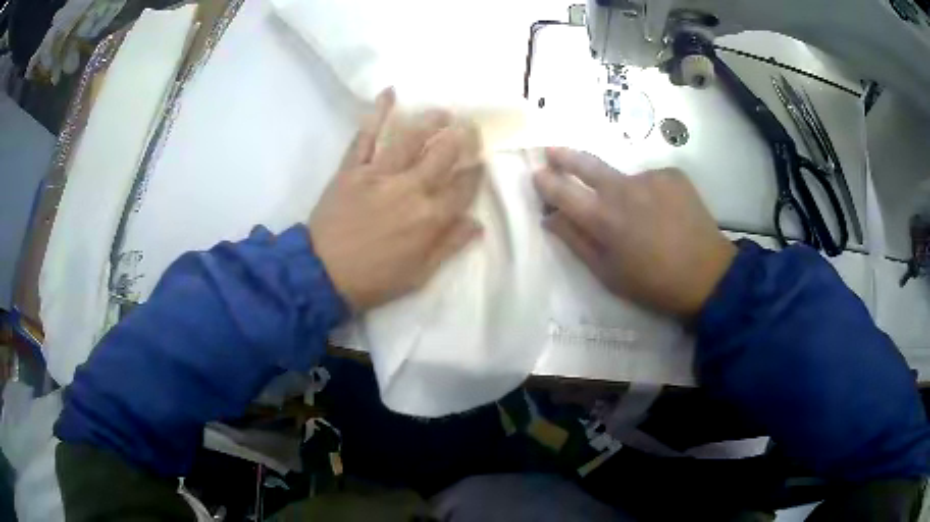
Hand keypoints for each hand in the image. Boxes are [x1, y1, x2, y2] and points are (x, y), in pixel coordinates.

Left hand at [310, 89, 483, 310]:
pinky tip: (390, 93)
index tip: (480, 162)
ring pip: (411, 138)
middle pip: (444, 154)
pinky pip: (366, 136)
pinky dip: (377, 113)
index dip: (475, 172)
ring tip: (444, 112)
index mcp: (430, 217)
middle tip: (470, 127)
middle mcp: (410, 188)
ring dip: (431, 120)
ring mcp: (379, 174)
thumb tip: (477, 223)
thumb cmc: (374, 278)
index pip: (463, 187)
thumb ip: (449, 245)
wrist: (322, 274)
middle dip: (463, 138)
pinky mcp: (352, 168)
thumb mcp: (419, 274)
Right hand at [533, 148, 735, 317]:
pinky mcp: (673, 174)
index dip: (546, 182)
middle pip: (586, 164)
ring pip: (624, 177)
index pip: (562, 191)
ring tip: (640, 215)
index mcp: (603, 218)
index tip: (537, 174)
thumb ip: (576, 241)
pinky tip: (664, 211)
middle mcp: (622, 189)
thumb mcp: (607, 273)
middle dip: (564, 156)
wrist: (708, 276)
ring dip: (622, 190)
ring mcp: (650, 177)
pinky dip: (650, 192)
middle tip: (552, 151)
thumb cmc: (653, 284)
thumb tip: (549, 217)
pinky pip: (651, 179)